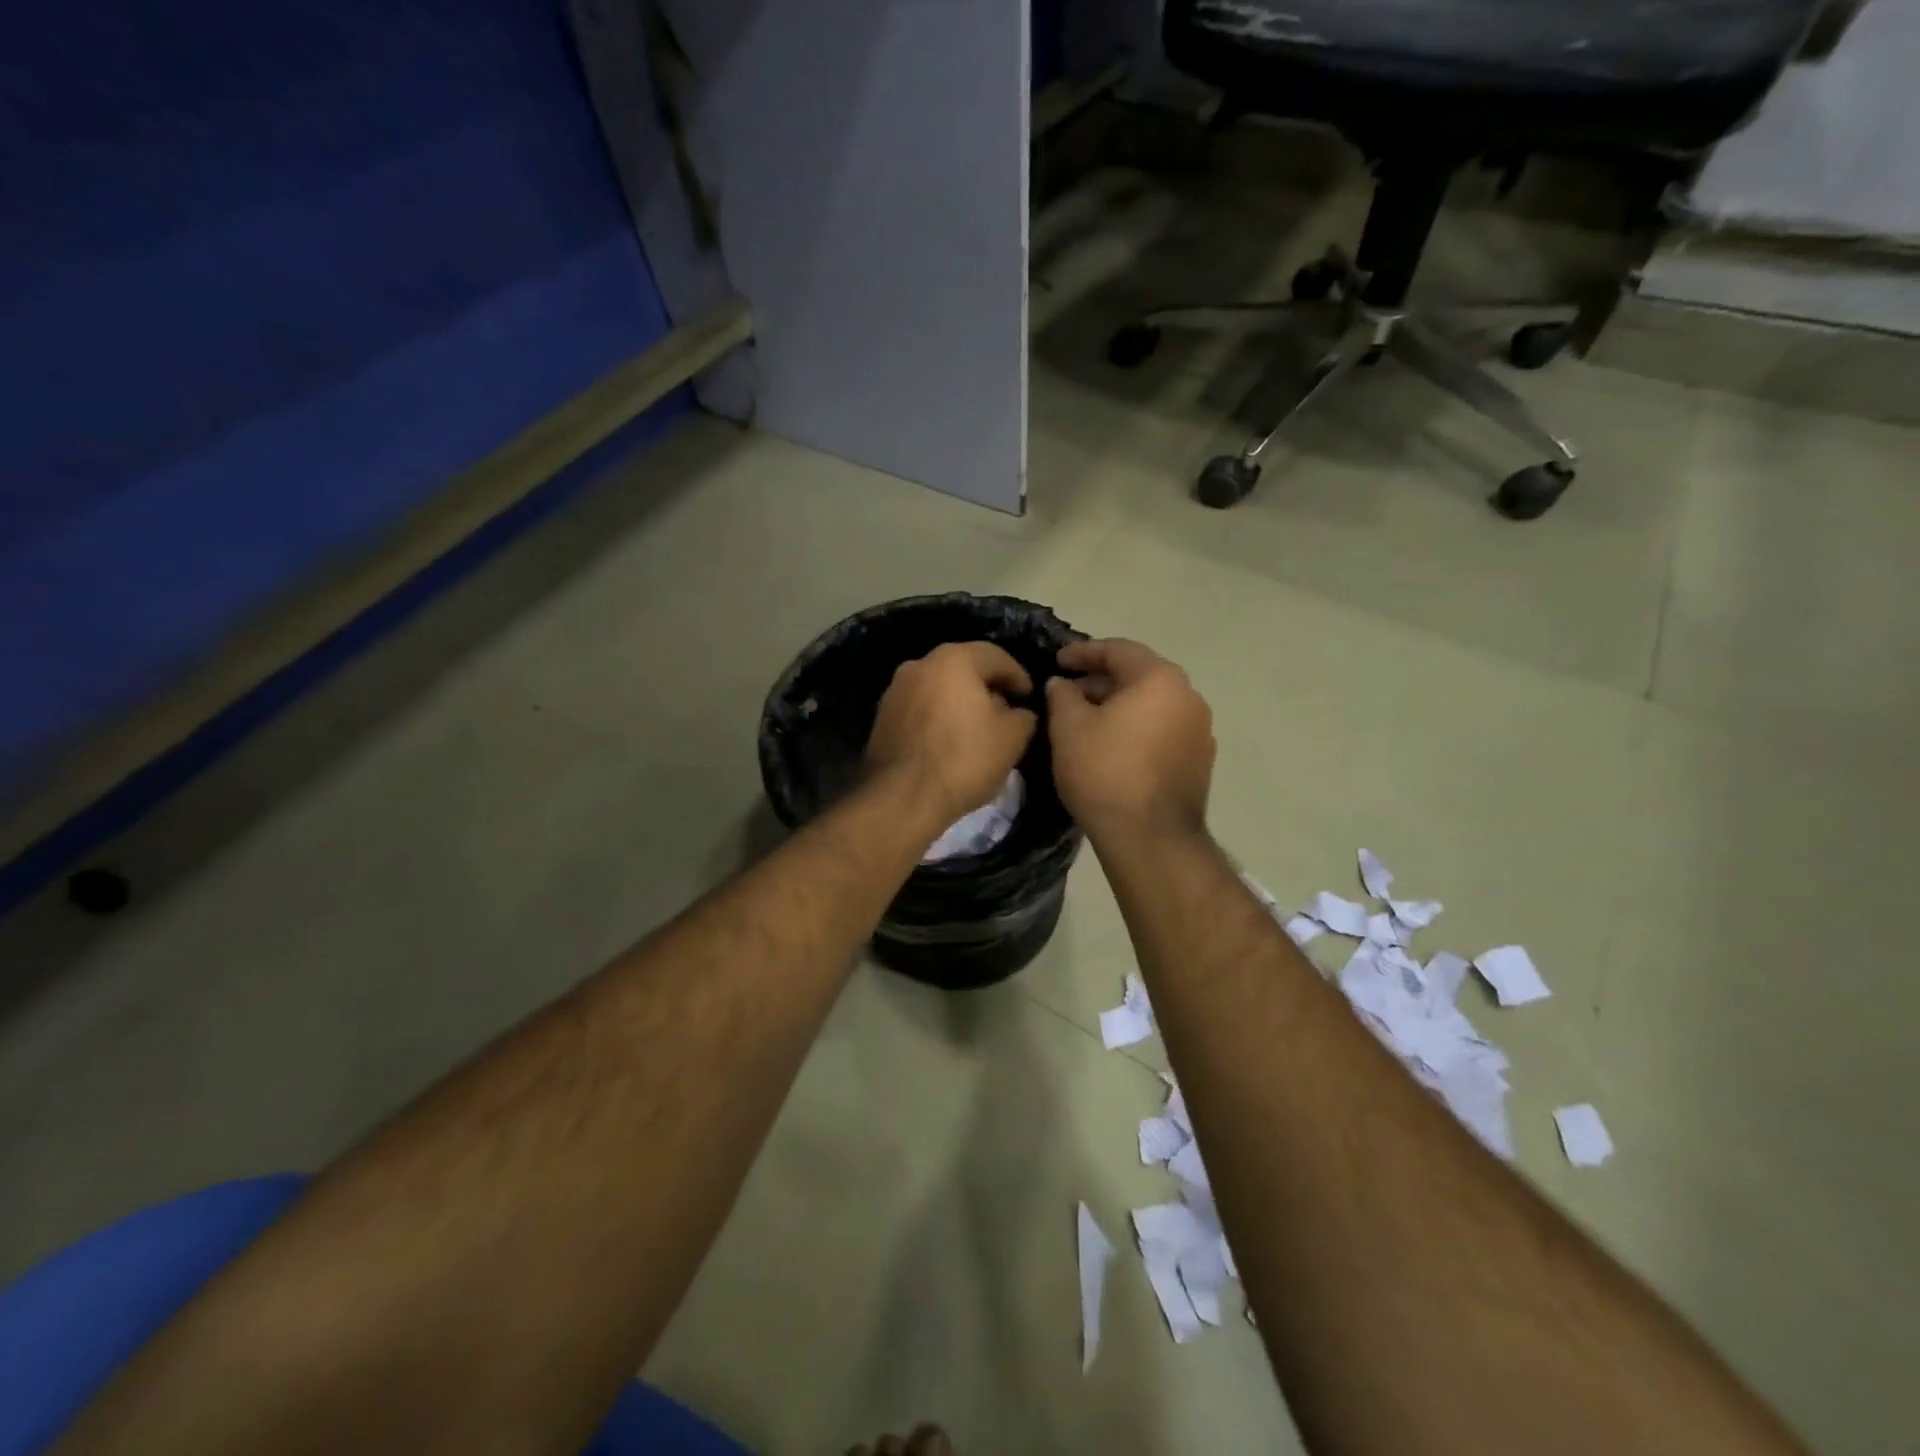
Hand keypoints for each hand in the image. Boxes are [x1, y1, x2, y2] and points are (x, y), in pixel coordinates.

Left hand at [865, 642, 1037, 827]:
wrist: (902, 797)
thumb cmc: (964, 759)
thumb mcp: (1012, 739)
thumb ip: (1023, 717)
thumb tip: (1018, 713)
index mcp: (953, 660)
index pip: (995, 656)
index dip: (1018, 675)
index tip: (1028, 696)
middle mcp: (919, 665)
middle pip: (963, 669)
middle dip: (986, 687)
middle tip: (1006, 710)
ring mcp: (895, 690)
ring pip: (938, 688)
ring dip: (960, 702)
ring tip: (978, 728)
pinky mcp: (882, 718)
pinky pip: (920, 708)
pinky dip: (938, 717)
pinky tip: (950, 741)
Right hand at [1045, 639, 1214, 842]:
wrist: (1150, 837)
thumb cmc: (1104, 772)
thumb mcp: (1069, 727)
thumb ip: (1062, 695)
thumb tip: (1062, 684)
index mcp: (1160, 679)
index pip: (1118, 650)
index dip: (1083, 652)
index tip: (1057, 661)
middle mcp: (1189, 697)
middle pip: (1139, 676)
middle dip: (1101, 681)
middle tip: (1068, 693)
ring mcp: (1200, 730)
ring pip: (1152, 704)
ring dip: (1120, 706)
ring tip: (1087, 720)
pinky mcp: (1200, 761)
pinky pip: (1163, 730)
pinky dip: (1137, 728)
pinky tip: (1113, 746)